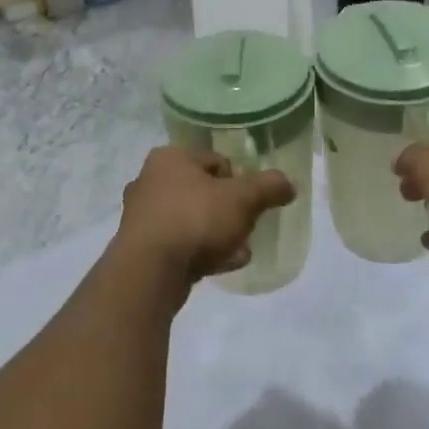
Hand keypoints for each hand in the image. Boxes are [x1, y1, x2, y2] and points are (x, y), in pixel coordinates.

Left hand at [117, 146, 295, 285]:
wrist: (149, 270)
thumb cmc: (195, 219)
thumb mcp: (242, 199)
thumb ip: (268, 187)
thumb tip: (288, 184)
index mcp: (170, 158)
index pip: (217, 162)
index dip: (239, 183)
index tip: (250, 205)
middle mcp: (150, 180)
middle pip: (205, 193)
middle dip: (230, 213)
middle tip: (245, 230)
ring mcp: (141, 215)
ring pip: (193, 220)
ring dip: (218, 236)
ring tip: (238, 253)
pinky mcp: (140, 247)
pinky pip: (180, 244)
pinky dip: (200, 252)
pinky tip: (218, 267)